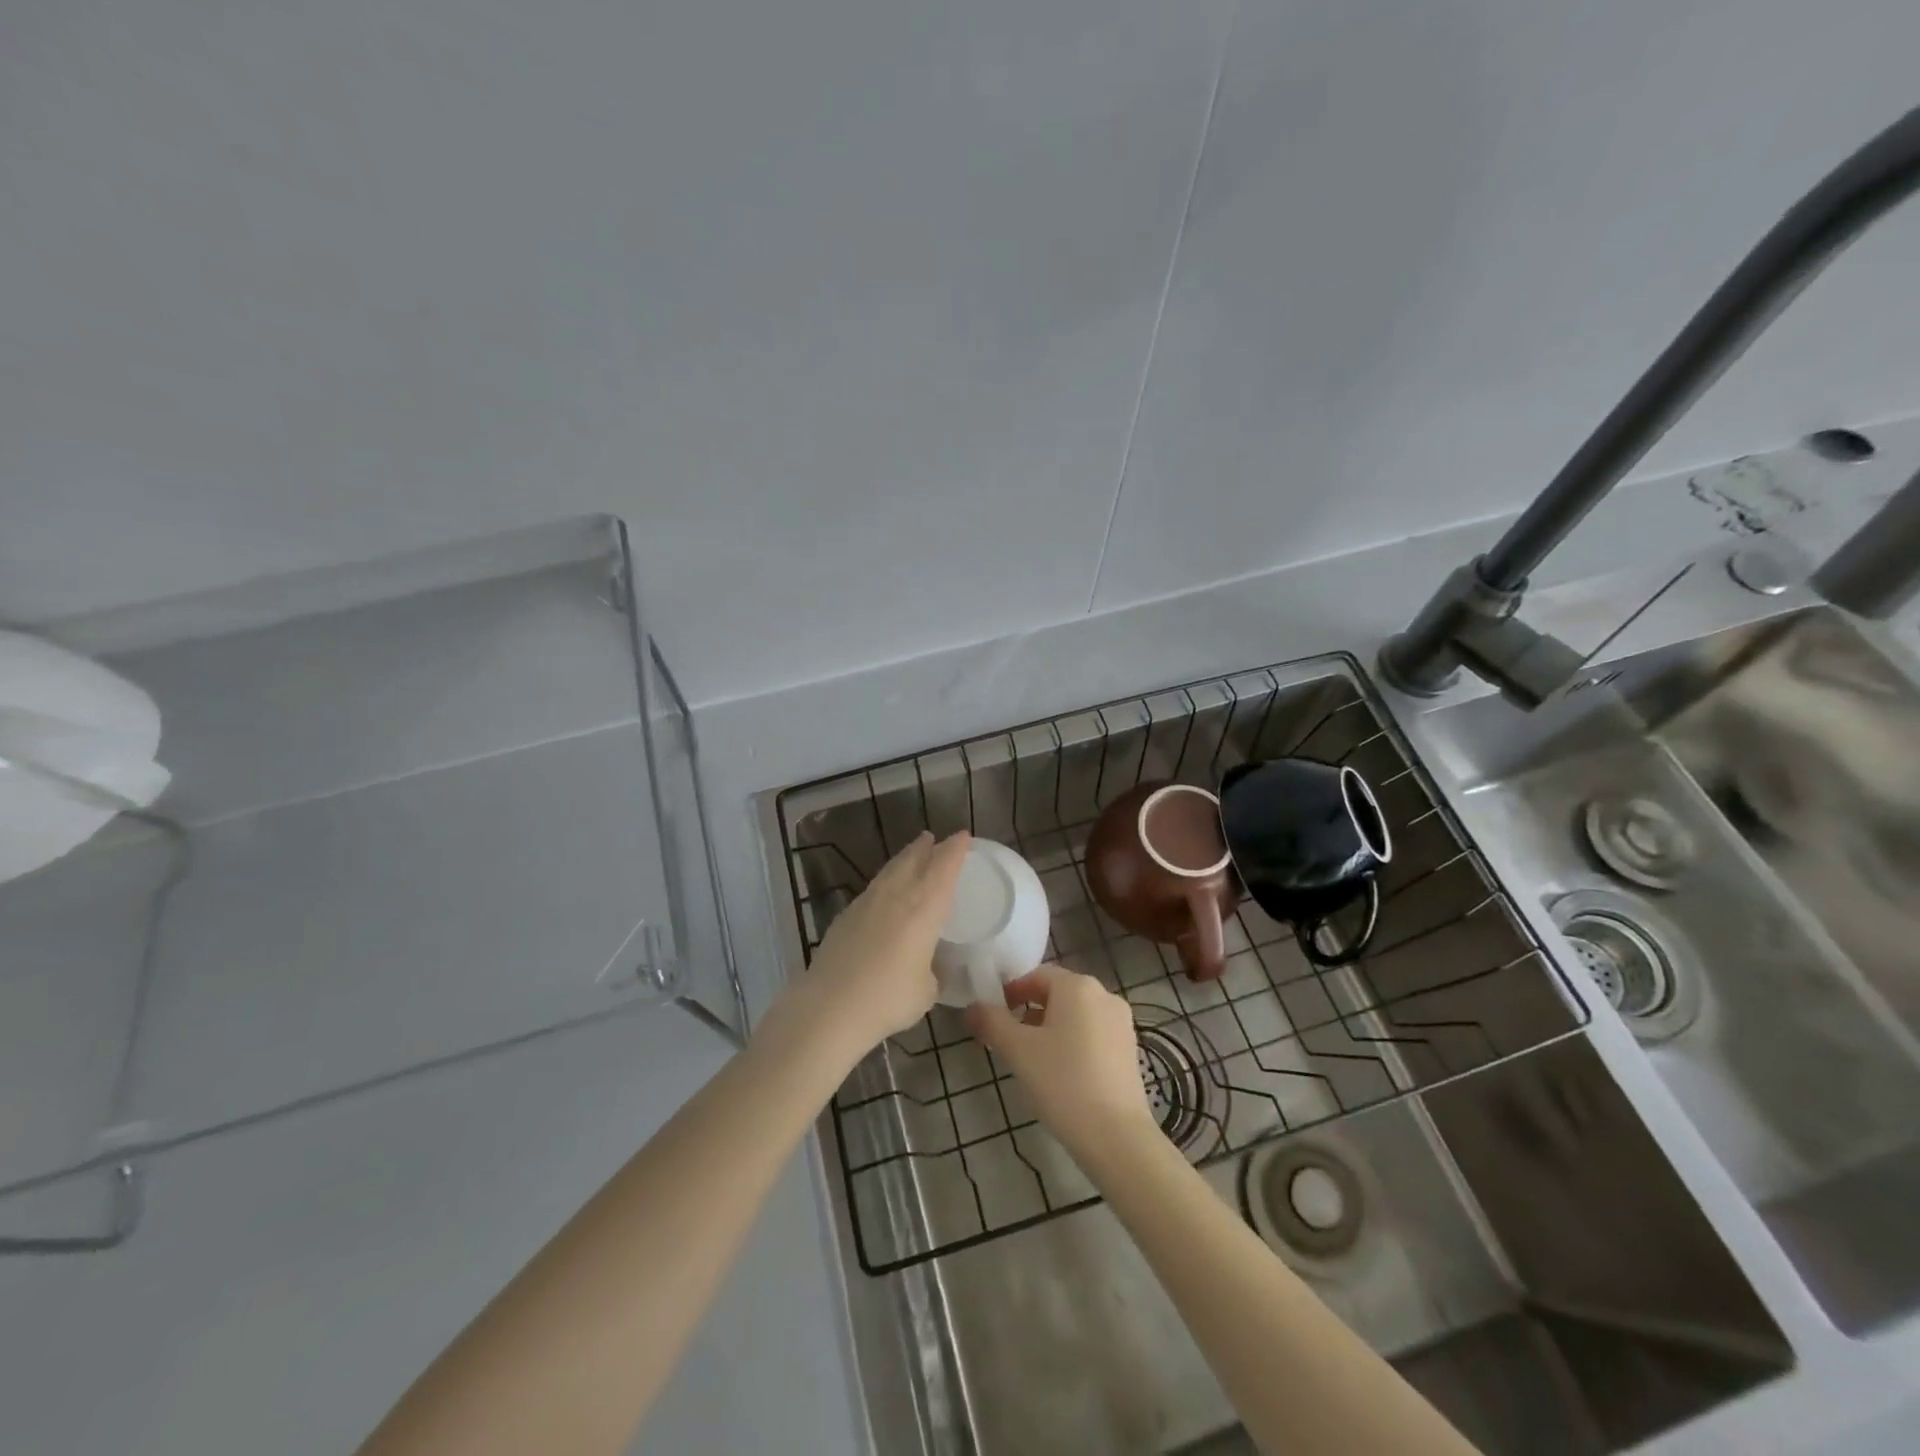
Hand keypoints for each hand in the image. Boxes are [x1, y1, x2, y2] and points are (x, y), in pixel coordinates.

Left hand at [787, 830, 969, 1054]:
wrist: (830, 1007)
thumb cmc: (889, 998)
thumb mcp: (926, 990)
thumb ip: (931, 972)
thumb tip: (928, 968)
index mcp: (925, 908)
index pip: (944, 868)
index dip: (954, 850)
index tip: (963, 836)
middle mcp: (896, 896)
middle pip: (913, 860)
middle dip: (925, 847)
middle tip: (932, 838)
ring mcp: (866, 903)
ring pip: (889, 871)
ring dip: (903, 859)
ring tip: (911, 854)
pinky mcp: (845, 916)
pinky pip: (872, 889)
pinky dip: (884, 883)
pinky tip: (883, 893)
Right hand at [965, 964, 1156, 1159]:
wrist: (1116, 1137)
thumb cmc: (1062, 1083)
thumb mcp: (1017, 1051)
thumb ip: (991, 1022)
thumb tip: (972, 1008)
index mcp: (1077, 986)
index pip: (1036, 975)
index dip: (1010, 992)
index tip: (993, 1018)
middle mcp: (1104, 994)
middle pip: (1057, 993)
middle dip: (1030, 1011)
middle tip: (1010, 1040)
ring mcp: (1121, 1022)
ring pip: (1076, 1014)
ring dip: (1051, 1027)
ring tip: (1033, 1060)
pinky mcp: (1130, 1048)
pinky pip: (1093, 1033)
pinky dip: (1073, 1042)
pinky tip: (1062, 1073)